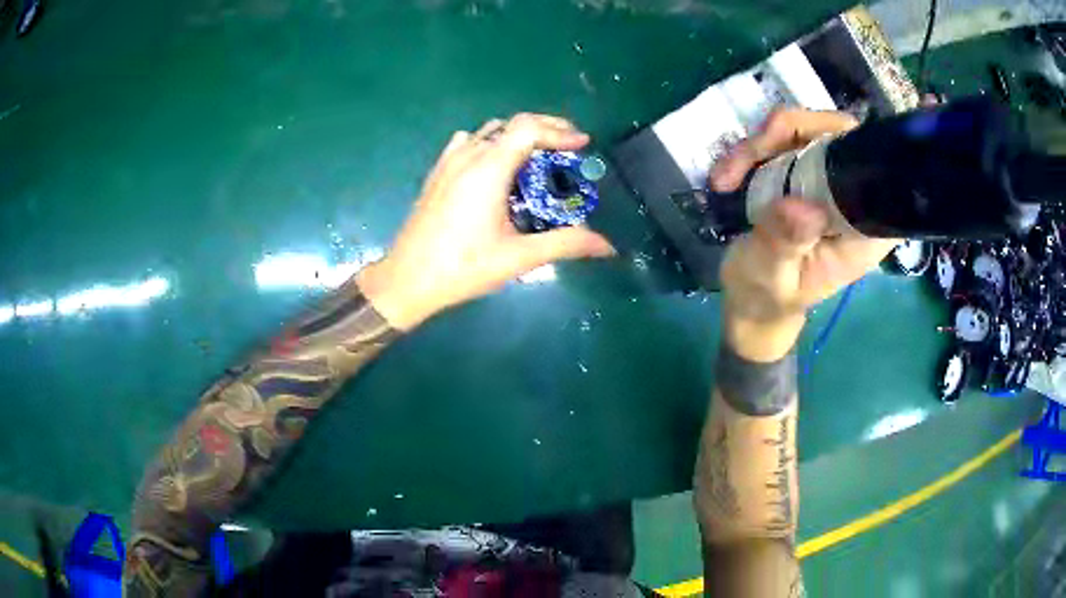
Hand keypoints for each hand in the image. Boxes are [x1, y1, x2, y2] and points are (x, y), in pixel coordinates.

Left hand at [358, 113, 614, 329]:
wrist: (407, 279)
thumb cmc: (463, 268)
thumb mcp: (518, 257)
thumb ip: (566, 244)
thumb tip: (608, 247)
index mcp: (488, 169)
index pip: (528, 128)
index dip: (559, 130)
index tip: (583, 144)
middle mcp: (468, 155)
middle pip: (512, 124)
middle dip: (546, 129)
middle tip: (570, 148)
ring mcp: (448, 162)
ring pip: (490, 131)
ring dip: (519, 137)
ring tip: (540, 158)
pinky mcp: (437, 172)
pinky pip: (469, 142)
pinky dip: (493, 144)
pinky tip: (498, 169)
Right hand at [711, 109, 898, 360]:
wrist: (752, 300)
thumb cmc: (768, 296)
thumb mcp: (772, 276)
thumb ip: (787, 243)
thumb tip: (803, 207)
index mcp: (864, 229)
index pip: (869, 164)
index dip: (833, 138)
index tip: (783, 145)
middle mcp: (855, 198)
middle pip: (834, 133)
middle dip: (784, 135)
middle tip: (742, 161)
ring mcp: (831, 182)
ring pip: (805, 130)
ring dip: (760, 143)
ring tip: (726, 176)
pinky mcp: (809, 175)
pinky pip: (786, 140)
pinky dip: (754, 149)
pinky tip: (730, 174)